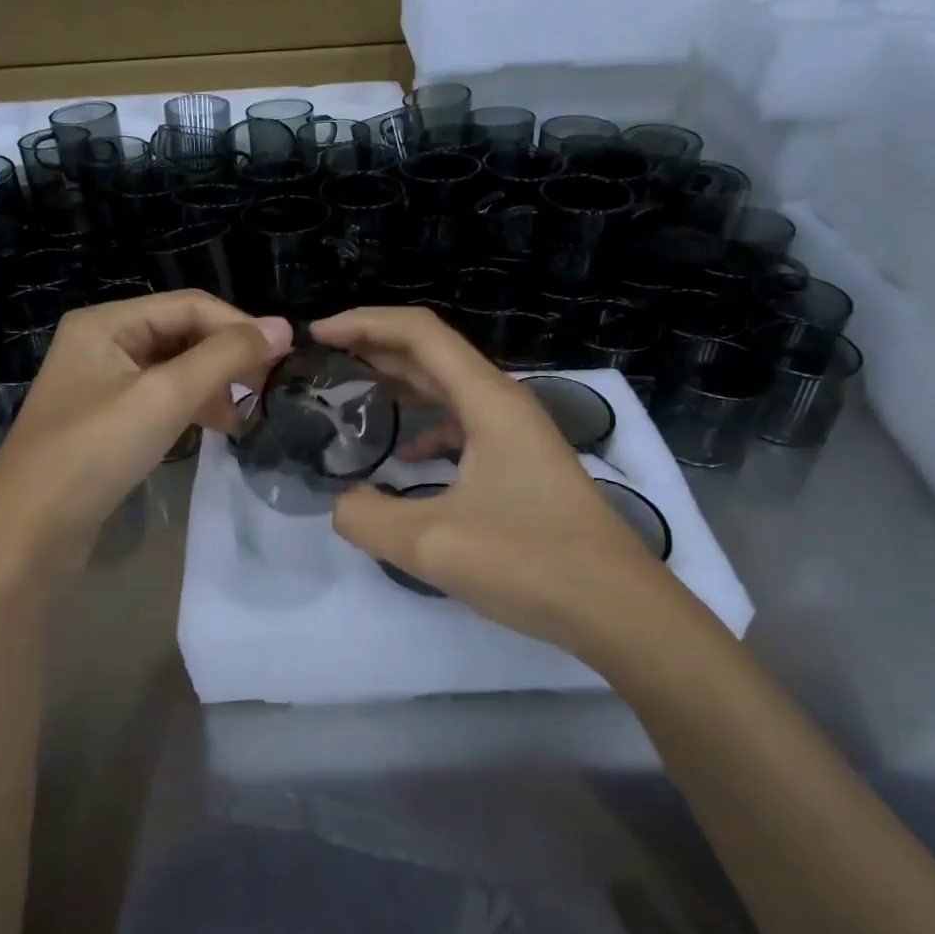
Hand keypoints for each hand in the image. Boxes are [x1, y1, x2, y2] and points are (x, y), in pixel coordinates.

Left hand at [0, 292, 291, 563]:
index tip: (286, 355)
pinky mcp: (107, 421)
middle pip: (182, 334)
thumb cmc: (94, 453)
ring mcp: (102, 383)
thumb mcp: (165, 397)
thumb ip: (226, 358)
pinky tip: (220, 429)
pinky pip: (161, 399)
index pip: (190, 305)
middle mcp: (102, 343)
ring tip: (251, 413)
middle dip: (228, 357)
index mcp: (107, 322)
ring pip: (175, 368)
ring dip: (215, 385)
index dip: (240, 325)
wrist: (29, 533)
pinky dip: (193, 407)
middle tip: (270, 387)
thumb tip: (284, 327)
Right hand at [312, 306, 672, 655]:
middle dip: (375, 347)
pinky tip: (405, 458)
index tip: (317, 335)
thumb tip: (343, 503)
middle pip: (432, 353)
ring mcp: (517, 433)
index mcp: (487, 400)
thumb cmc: (529, 563)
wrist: (618, 609)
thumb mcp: (430, 544)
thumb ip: (366, 517)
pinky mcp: (521, 463)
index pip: (418, 333)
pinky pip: (464, 425)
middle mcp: (503, 403)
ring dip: (400, 384)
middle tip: (324, 361)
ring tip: (354, 395)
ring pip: (449, 389)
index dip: (364, 324)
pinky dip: (427, 428)